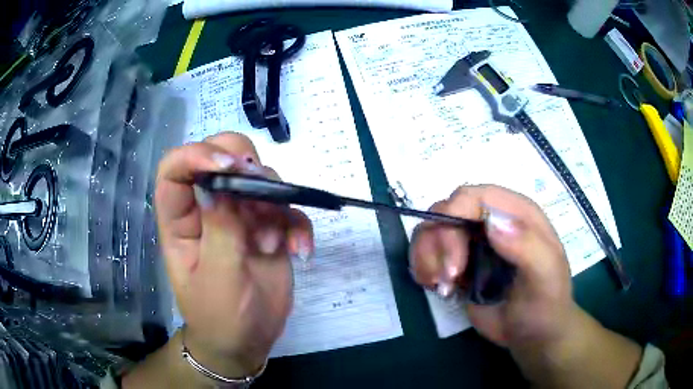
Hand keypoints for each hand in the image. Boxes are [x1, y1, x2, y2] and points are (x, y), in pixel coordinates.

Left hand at [155, 133, 313, 376]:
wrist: (247, 341)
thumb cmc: (220, 317)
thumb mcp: (217, 279)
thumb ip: (219, 232)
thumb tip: (220, 186)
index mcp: (181, 221)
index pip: (175, 171)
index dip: (195, 156)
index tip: (229, 166)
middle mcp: (209, 210)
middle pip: (220, 159)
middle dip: (243, 164)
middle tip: (260, 185)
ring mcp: (240, 217)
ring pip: (258, 179)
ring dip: (273, 202)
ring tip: (273, 243)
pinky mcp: (268, 228)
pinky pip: (287, 210)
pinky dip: (298, 225)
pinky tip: (300, 250)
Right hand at [409, 185, 574, 348]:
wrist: (532, 333)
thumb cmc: (545, 303)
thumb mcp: (546, 275)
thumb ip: (527, 245)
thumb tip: (491, 223)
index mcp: (515, 214)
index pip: (476, 196)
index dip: (455, 214)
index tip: (453, 257)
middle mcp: (490, 221)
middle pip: (447, 211)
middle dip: (441, 243)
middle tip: (450, 277)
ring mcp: (471, 242)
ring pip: (431, 229)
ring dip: (427, 256)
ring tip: (441, 286)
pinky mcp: (458, 263)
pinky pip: (426, 251)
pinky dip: (422, 266)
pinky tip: (435, 286)